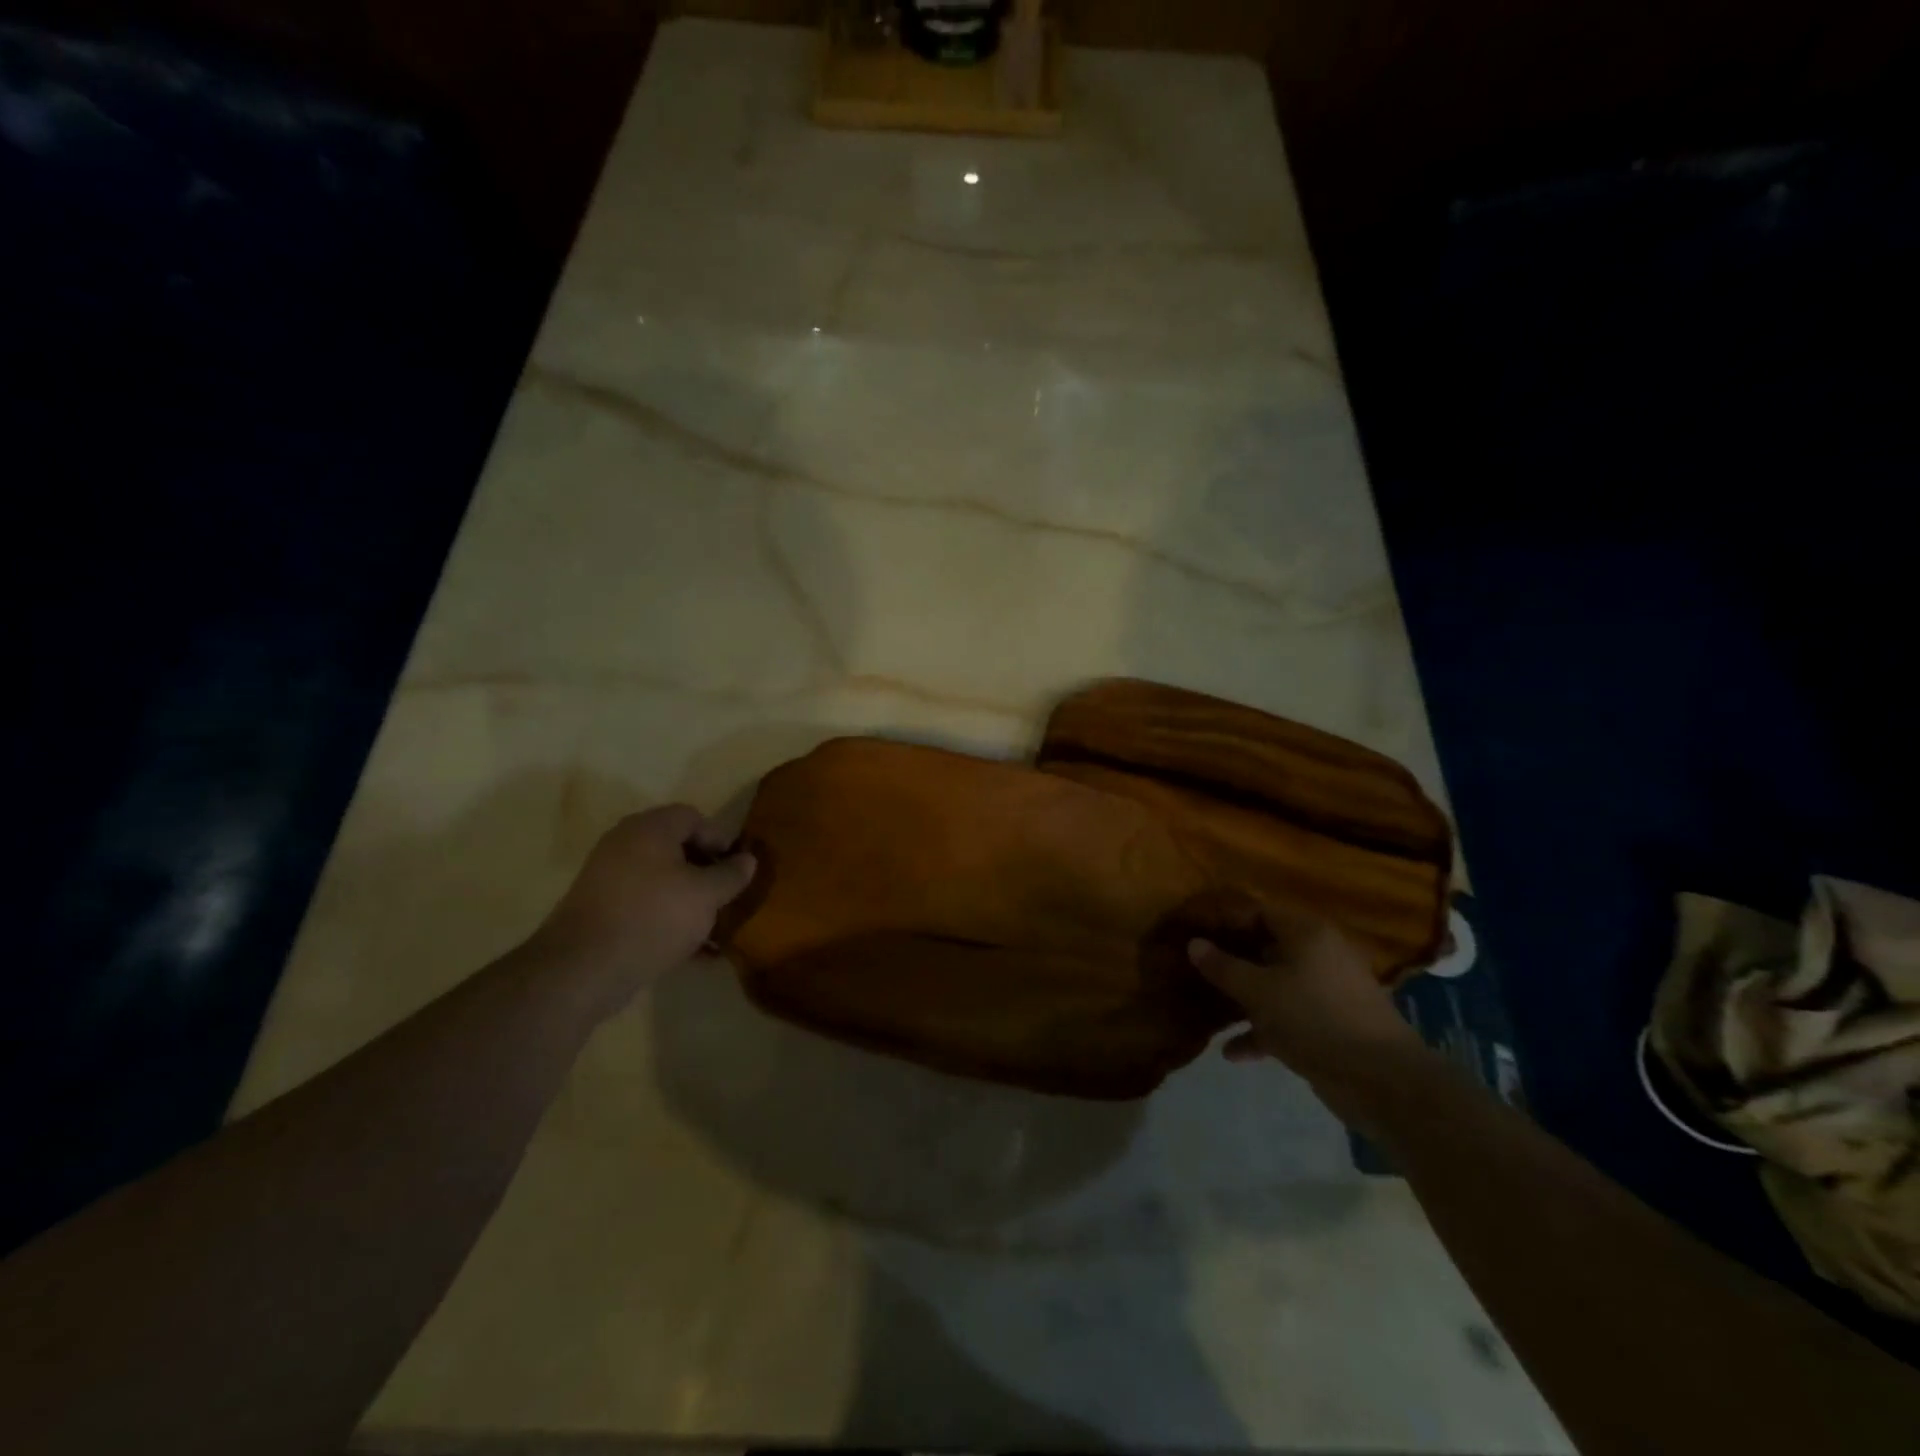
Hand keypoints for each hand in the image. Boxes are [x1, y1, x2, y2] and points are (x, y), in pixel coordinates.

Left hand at [533, 804, 756, 1010]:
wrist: (583, 968)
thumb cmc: (653, 917)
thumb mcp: (706, 895)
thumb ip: (731, 875)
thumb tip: (747, 859)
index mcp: (650, 828)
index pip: (694, 817)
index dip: (720, 840)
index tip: (736, 870)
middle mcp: (625, 843)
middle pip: (676, 848)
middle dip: (706, 872)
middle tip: (726, 896)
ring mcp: (607, 877)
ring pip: (661, 880)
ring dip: (689, 899)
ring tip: (713, 927)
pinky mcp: (599, 910)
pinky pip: (644, 905)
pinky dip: (667, 919)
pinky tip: (690, 950)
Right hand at [1189, 912, 1428, 1123]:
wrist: (1381, 1081)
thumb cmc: (1313, 1018)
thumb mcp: (1257, 991)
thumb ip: (1222, 966)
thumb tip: (1194, 944)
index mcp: (1306, 933)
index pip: (1258, 911)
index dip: (1225, 920)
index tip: (1194, 933)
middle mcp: (1319, 954)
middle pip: (1266, 948)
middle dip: (1231, 960)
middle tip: (1195, 969)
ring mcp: (1327, 991)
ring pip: (1275, 985)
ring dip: (1244, 998)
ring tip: (1208, 1009)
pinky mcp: (1330, 1025)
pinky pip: (1288, 1017)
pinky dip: (1263, 1030)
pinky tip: (1233, 1052)